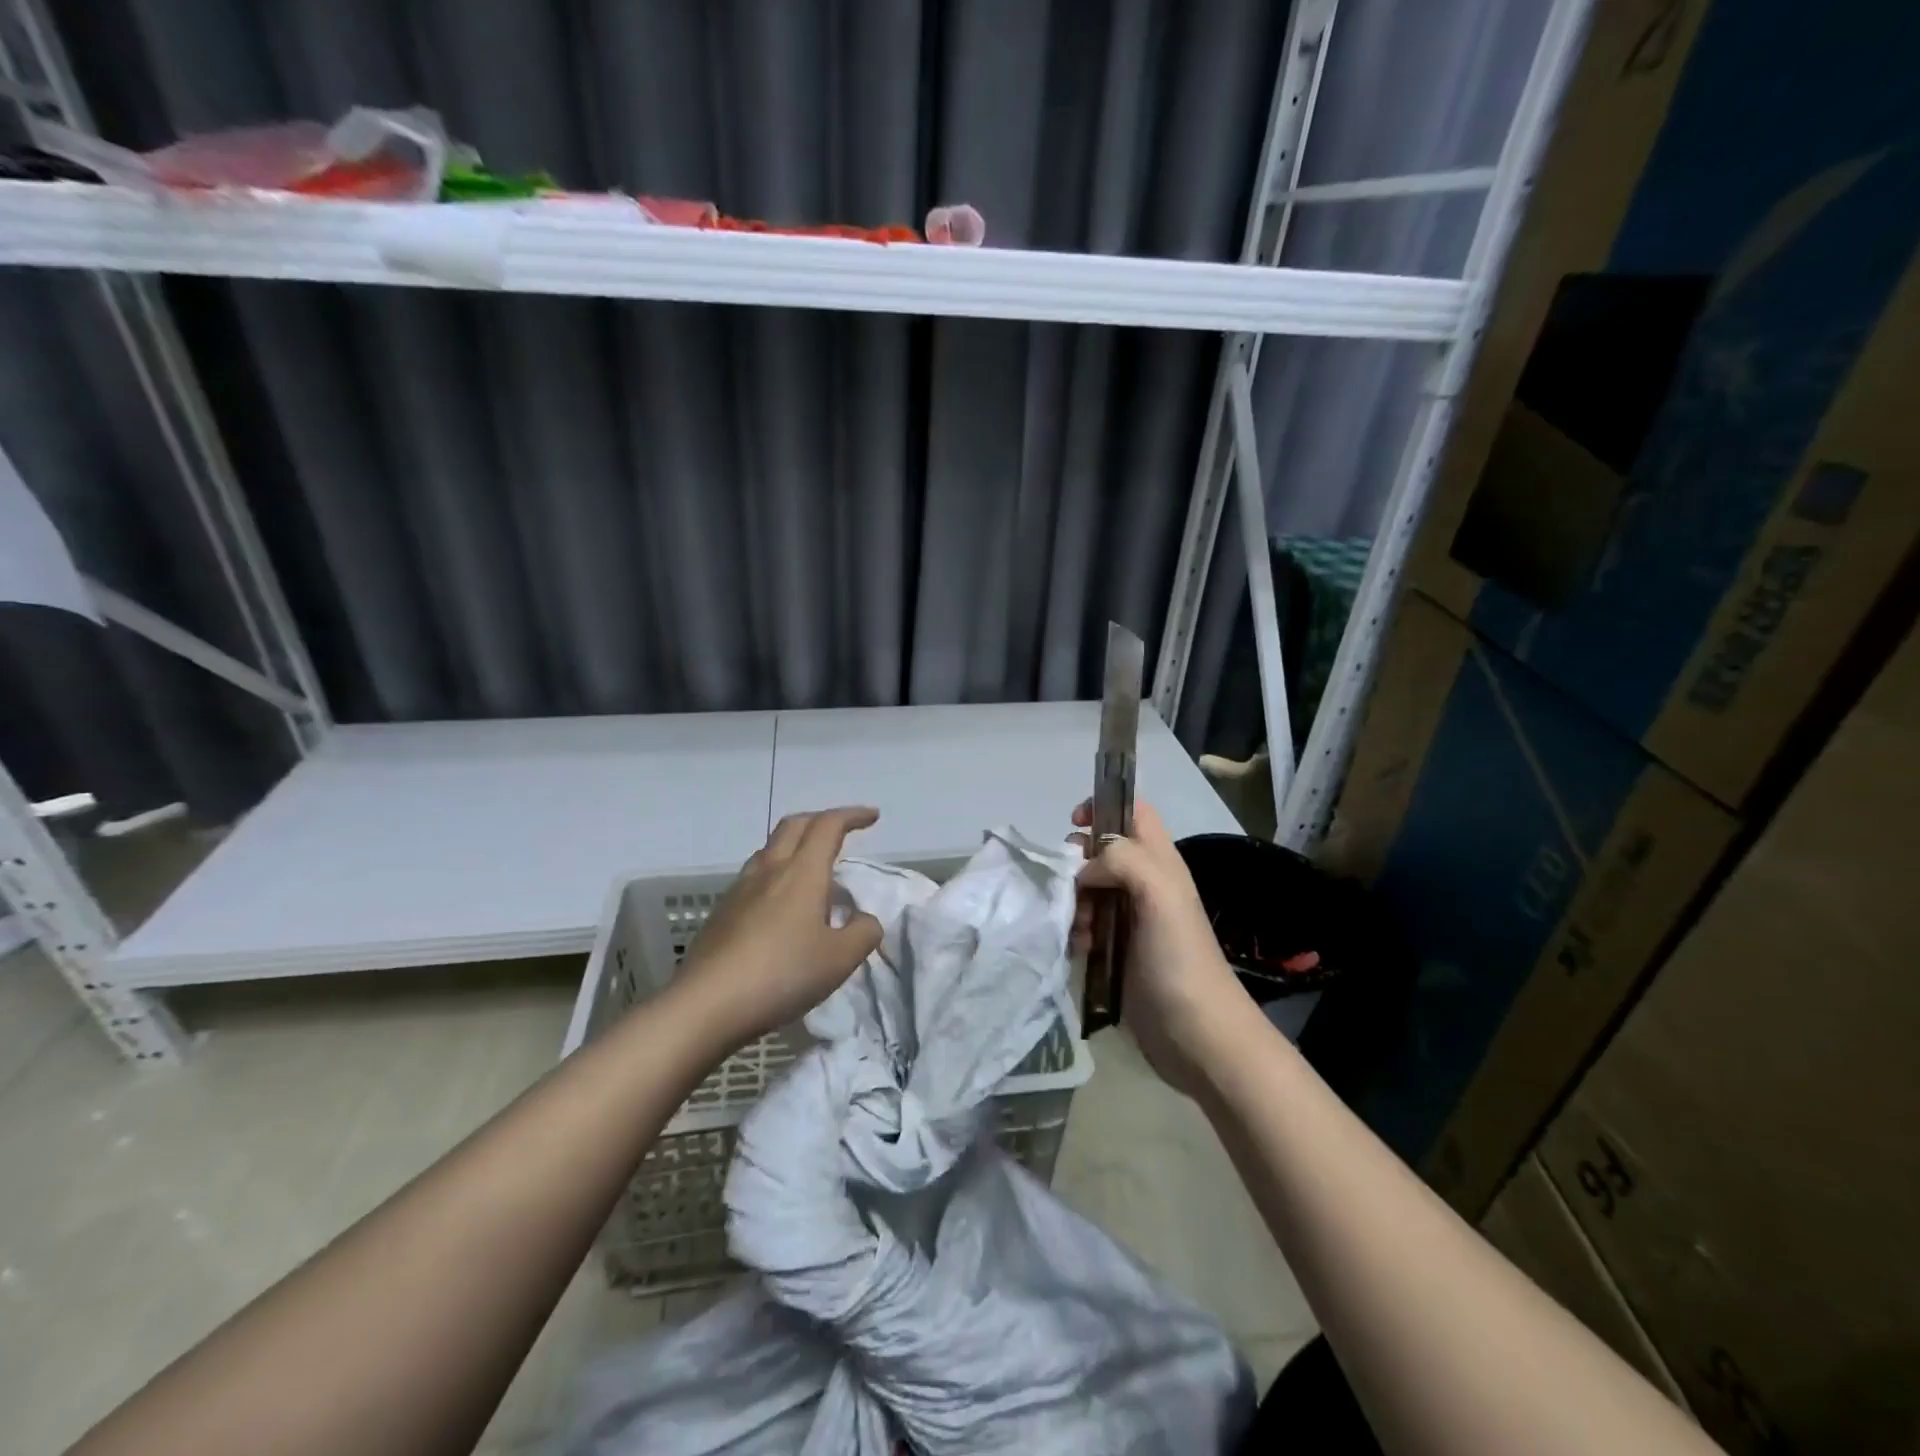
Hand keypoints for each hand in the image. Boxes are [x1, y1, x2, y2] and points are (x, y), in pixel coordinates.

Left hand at [676, 807, 884, 1051]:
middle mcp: (769, 870)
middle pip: (794, 826)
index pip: (828, 826)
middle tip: (842, 831)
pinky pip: (755, 878)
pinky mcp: (722, 913)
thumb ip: (863, 933)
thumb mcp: (839, 959)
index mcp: (802, 872)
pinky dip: (776, 875)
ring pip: (770, 850)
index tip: (872, 817)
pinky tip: (782, 905)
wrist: (706, 1004)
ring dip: (795, 846)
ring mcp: (740, 890)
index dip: (852, 815)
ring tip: (812, 869)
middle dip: (821, 820)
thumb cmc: (782, 974)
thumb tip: (864, 919)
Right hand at [1073, 799, 1257, 1097]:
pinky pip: (1086, 925)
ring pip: (1088, 889)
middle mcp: (1145, 884)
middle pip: (1101, 851)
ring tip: (1080, 930)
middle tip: (1072, 888)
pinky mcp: (1118, 951)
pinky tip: (1079, 950)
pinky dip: (1076, 931)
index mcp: (1160, 862)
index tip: (1074, 825)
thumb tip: (1084, 870)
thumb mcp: (1159, 893)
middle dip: (1077, 863)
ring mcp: (1131, 919)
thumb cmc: (1179, 958)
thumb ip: (1121, 860)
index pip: (1132, 812)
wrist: (1196, 1034)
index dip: (1103, 807)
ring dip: (1073, 902)